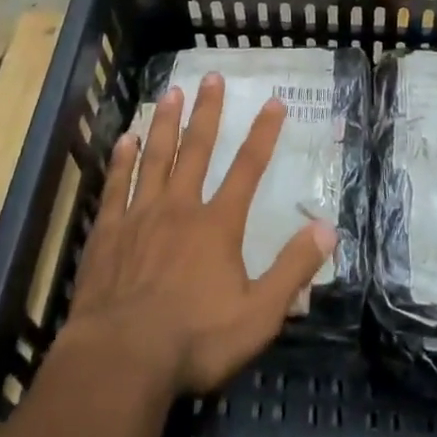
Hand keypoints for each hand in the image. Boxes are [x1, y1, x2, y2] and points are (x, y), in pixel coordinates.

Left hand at [64, 74, 336, 397]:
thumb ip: (292, 270)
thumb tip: (328, 228)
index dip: (263, 133)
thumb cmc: (194, 340)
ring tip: (170, 92)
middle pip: (197, 149)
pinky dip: (122, 160)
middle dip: (207, 111)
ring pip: (155, 157)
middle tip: (211, 77)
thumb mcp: (258, 315)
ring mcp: (140, 216)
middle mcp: (180, 207)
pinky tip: (125, 138)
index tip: (274, 101)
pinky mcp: (108, 232)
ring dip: (165, 123)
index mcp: (217, 224)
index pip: (248, 168)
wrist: (121, 359)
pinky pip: (117, 185)